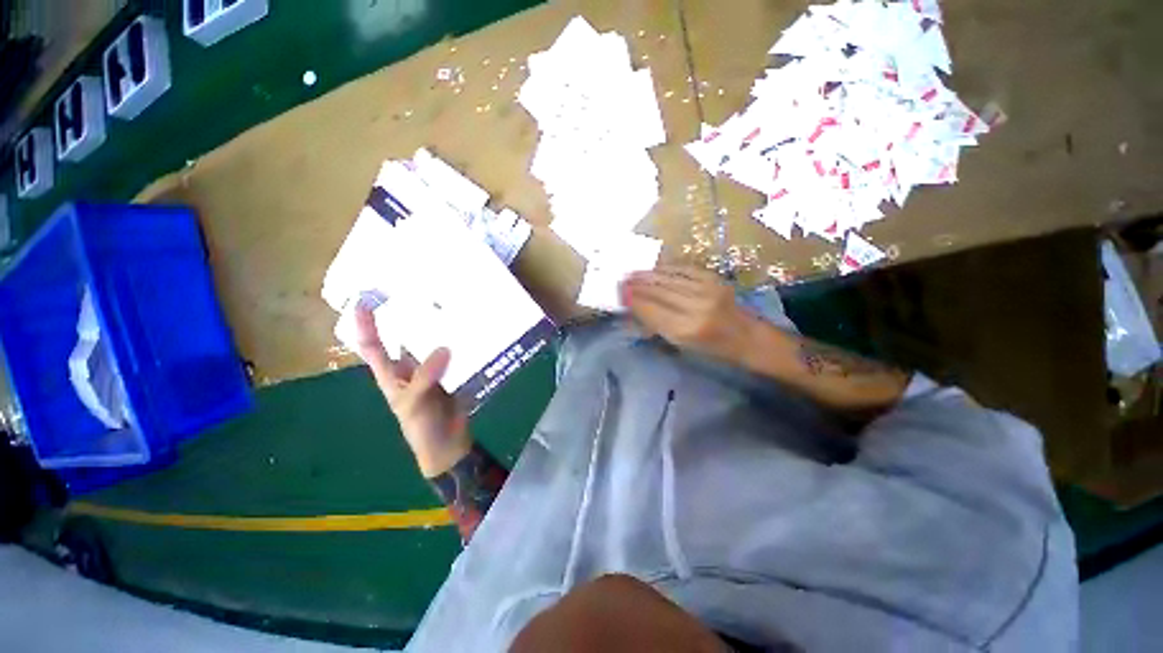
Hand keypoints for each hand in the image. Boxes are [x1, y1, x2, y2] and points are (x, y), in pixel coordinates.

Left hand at [355, 307, 471, 477]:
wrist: (448, 444)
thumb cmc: (421, 428)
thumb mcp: (413, 404)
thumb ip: (424, 376)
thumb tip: (444, 347)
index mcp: (392, 374)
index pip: (373, 346)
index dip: (365, 324)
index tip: (364, 299)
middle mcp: (412, 367)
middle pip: (409, 337)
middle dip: (413, 316)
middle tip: (423, 291)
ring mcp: (436, 369)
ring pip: (436, 343)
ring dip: (443, 328)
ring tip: (452, 305)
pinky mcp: (456, 371)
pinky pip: (458, 353)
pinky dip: (464, 343)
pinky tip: (472, 329)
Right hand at [621, 266, 750, 360]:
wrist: (747, 336)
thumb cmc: (712, 349)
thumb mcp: (681, 346)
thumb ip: (657, 326)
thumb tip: (635, 309)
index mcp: (684, 330)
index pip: (651, 310)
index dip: (634, 300)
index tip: (620, 294)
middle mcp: (694, 307)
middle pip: (657, 292)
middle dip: (636, 285)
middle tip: (622, 280)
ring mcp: (705, 290)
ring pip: (668, 279)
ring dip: (647, 275)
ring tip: (632, 272)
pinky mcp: (713, 279)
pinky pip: (683, 270)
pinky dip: (666, 268)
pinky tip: (654, 268)